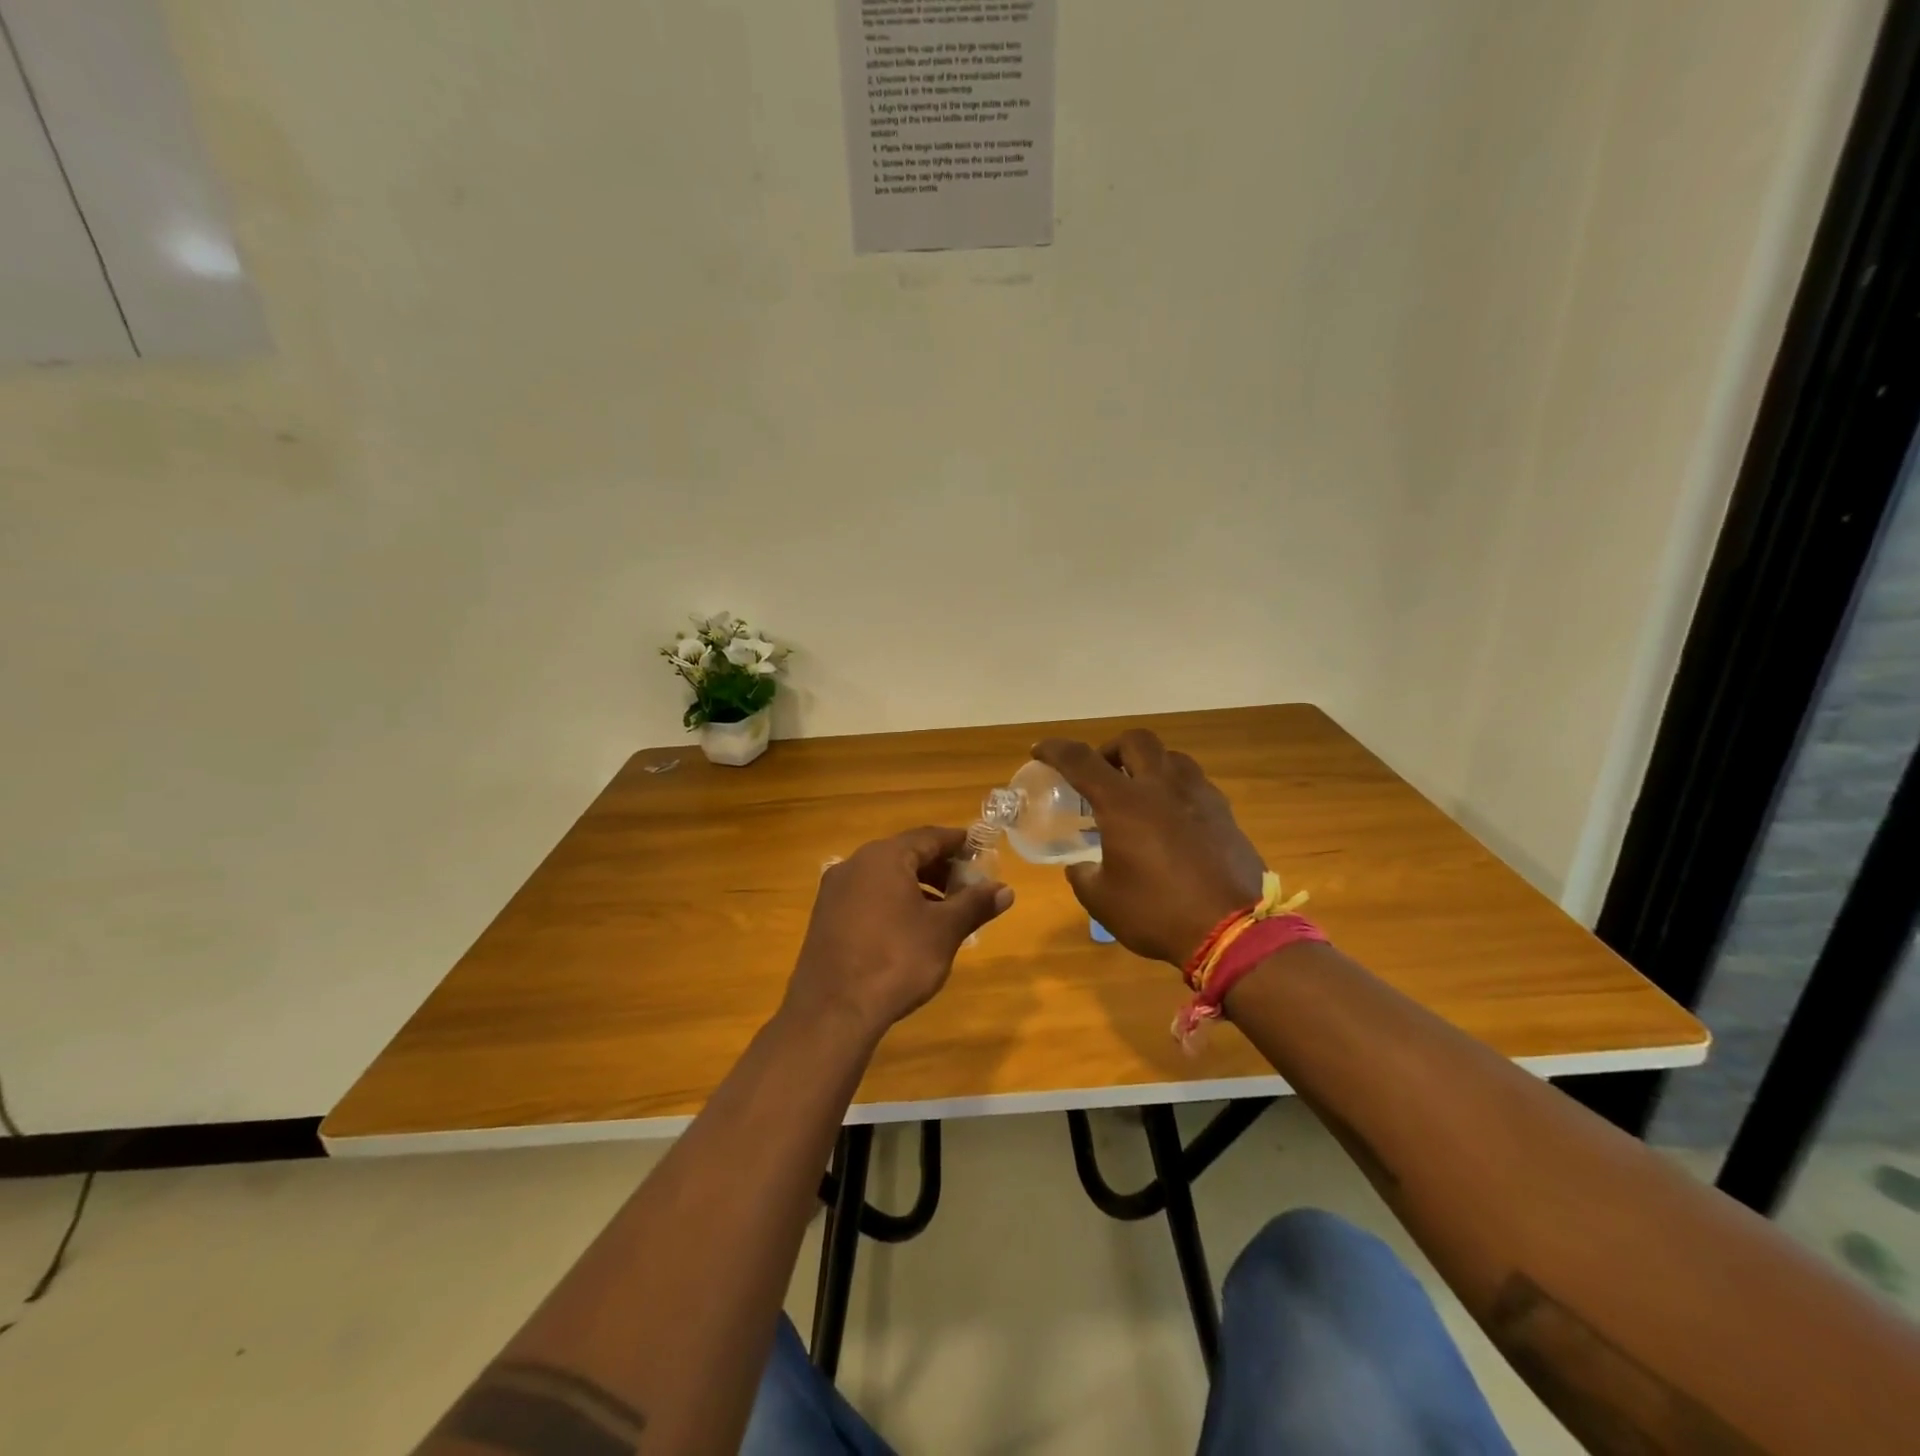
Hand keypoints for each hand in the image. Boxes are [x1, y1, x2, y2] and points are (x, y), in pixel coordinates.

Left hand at [785, 826, 1013, 1037]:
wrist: (832, 1012)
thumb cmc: (896, 961)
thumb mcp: (944, 931)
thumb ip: (974, 905)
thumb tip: (1005, 890)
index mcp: (884, 857)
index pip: (929, 837)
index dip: (958, 842)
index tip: (981, 851)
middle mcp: (854, 864)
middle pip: (905, 854)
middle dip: (940, 868)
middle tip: (968, 887)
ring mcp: (835, 891)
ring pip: (885, 877)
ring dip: (918, 887)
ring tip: (944, 912)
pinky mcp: (825, 918)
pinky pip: (867, 897)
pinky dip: (893, 902)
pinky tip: (909, 929)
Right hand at [1033, 730, 1265, 966]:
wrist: (1233, 931)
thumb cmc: (1158, 913)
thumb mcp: (1103, 901)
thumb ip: (1084, 876)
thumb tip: (1081, 867)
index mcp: (1124, 803)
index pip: (1080, 760)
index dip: (1055, 750)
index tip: (1040, 751)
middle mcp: (1161, 787)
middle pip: (1134, 740)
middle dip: (1110, 749)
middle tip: (1101, 774)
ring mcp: (1199, 797)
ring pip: (1171, 757)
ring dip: (1148, 765)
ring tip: (1139, 792)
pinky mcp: (1224, 814)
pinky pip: (1195, 784)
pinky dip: (1175, 789)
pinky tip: (1172, 819)